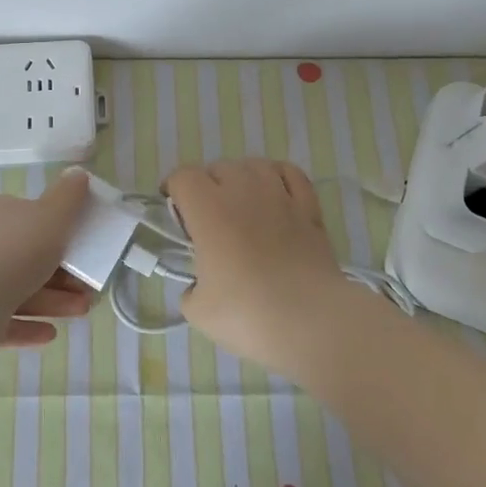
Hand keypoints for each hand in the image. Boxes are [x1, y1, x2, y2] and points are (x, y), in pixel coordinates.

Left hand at [0, 168, 94, 346]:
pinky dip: (29, 325)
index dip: (58, 233)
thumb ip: (68, 196)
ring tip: (81, 311)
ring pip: (18, 290)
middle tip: (87, 287)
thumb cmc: (15, 249)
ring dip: (53, 301)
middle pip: (27, 258)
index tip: (82, 249)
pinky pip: (3, 320)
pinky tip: (50, 333)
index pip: (28, 218)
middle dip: (62, 275)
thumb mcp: (52, 215)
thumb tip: (77, 173)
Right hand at [163, 159, 351, 374]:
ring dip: (241, 178)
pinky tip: (275, 193)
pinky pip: (290, 174)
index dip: (173, 189)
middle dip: (207, 186)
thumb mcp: (198, 311)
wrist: (312, 321)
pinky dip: (277, 177)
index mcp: (208, 210)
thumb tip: (198, 287)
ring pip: (254, 165)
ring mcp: (280, 196)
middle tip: (207, 218)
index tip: (173, 210)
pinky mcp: (309, 208)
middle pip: (218, 168)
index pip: (183, 178)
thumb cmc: (248, 314)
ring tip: (241, 203)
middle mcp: (243, 192)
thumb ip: (191, 290)